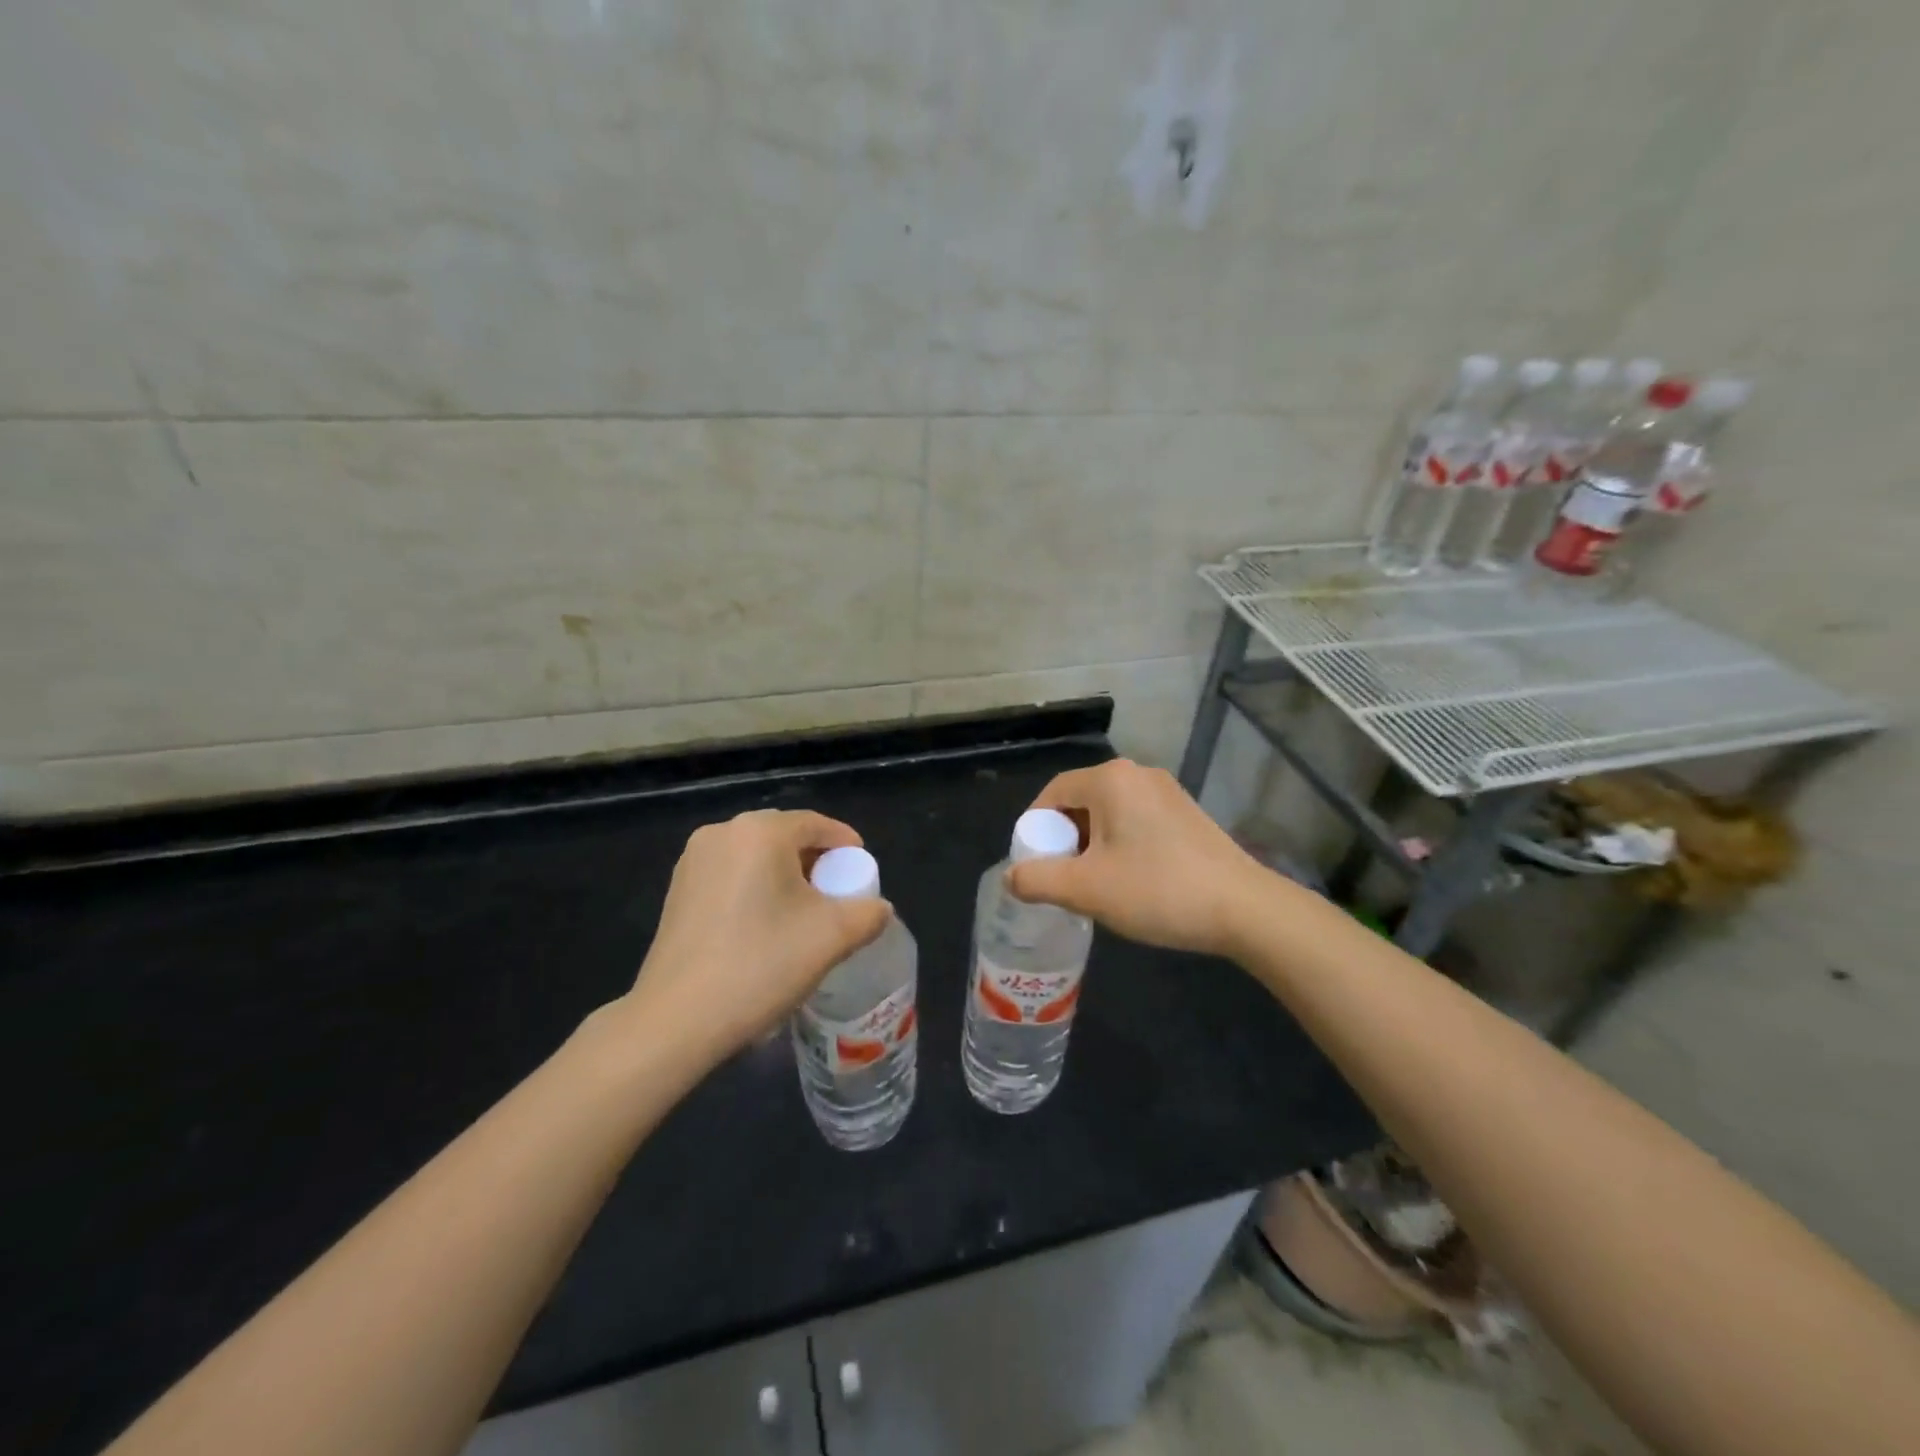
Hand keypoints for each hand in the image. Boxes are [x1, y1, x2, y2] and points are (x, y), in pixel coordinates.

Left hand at [622, 810, 892, 1064]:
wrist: (677, 1019)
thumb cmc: (760, 965)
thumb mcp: (832, 937)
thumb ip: (868, 913)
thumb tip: (879, 908)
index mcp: (760, 832)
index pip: (815, 824)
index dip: (845, 844)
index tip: (862, 871)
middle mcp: (722, 833)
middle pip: (784, 836)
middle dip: (814, 860)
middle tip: (836, 892)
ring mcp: (693, 861)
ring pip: (755, 856)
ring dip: (784, 875)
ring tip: (802, 912)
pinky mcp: (677, 890)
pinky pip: (730, 874)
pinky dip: (755, 888)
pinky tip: (764, 925)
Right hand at [1007, 759, 1270, 958]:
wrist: (1244, 908)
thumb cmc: (1157, 890)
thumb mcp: (1086, 889)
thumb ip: (1037, 879)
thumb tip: (1012, 877)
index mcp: (1110, 779)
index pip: (1053, 792)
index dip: (1034, 828)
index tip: (1033, 863)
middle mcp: (1138, 774)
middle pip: (1081, 801)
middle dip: (1064, 839)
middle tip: (1062, 878)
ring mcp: (1167, 792)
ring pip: (1109, 813)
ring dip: (1092, 845)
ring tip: (1094, 884)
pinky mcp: (1186, 813)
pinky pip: (1136, 821)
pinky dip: (1120, 844)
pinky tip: (1129, 880)